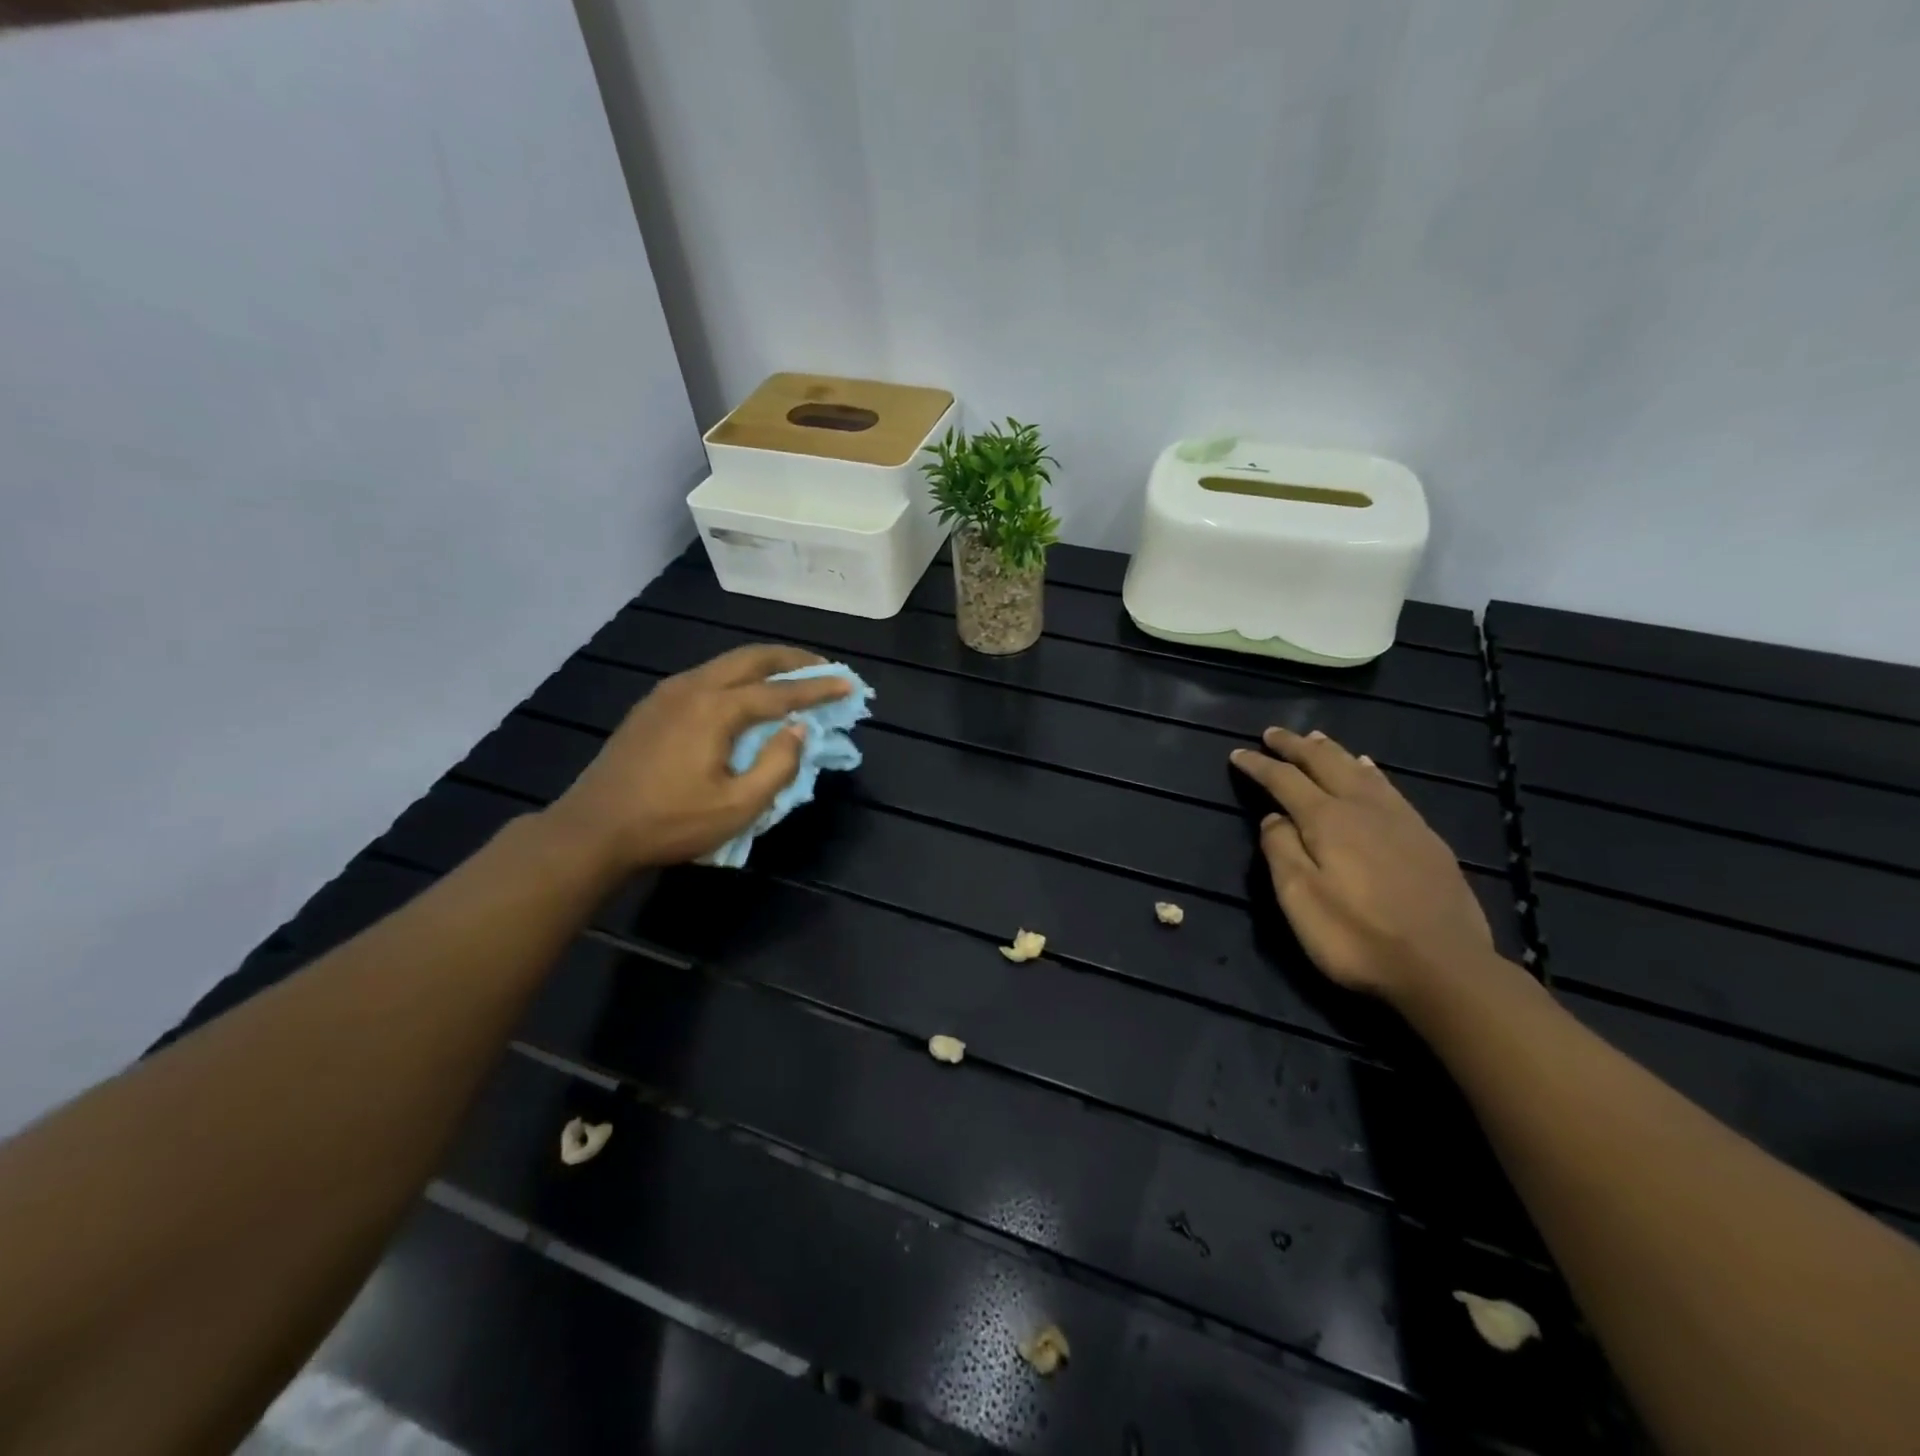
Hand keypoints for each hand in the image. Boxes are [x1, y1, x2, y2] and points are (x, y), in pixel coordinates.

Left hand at [545, 644, 850, 871]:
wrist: (593, 829)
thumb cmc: (670, 822)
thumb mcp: (738, 806)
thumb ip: (778, 765)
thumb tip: (798, 730)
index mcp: (716, 709)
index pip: (780, 692)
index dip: (818, 688)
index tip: (849, 683)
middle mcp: (693, 687)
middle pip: (752, 658)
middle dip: (792, 659)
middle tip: (823, 667)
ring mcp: (667, 693)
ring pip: (726, 663)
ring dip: (764, 665)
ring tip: (790, 677)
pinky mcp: (652, 706)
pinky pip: (706, 676)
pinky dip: (737, 677)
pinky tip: (744, 695)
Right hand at [1231, 728, 1494, 1003]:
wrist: (1444, 967)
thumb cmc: (1357, 936)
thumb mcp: (1300, 898)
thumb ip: (1280, 851)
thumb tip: (1272, 818)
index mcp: (1326, 819)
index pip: (1284, 780)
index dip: (1258, 765)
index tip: (1237, 754)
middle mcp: (1362, 807)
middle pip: (1324, 763)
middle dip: (1294, 746)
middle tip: (1273, 733)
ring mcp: (1399, 819)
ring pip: (1359, 769)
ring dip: (1332, 751)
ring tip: (1315, 738)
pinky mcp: (1425, 837)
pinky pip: (1389, 787)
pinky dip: (1369, 770)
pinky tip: (1368, 769)